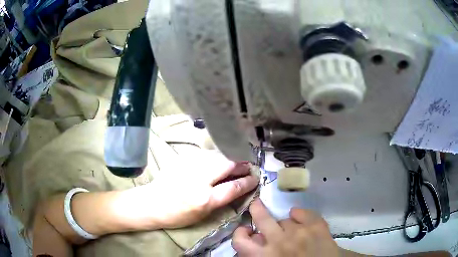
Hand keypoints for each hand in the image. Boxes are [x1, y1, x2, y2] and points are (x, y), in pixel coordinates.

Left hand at [146, 151, 258, 228]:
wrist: (152, 202)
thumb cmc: (178, 215)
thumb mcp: (203, 214)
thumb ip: (221, 200)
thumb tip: (237, 188)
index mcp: (205, 199)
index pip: (234, 187)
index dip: (248, 181)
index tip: (255, 178)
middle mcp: (199, 179)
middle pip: (228, 165)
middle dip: (241, 165)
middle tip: (248, 166)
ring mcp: (190, 165)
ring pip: (218, 156)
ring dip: (230, 158)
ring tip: (236, 162)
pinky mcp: (183, 158)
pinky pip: (206, 154)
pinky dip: (216, 156)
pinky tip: (219, 160)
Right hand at [232, 199, 339, 256]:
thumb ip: (260, 254)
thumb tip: (256, 241)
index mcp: (264, 256)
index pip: (241, 241)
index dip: (241, 233)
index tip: (246, 231)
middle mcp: (278, 242)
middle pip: (262, 218)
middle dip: (257, 209)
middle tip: (256, 205)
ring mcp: (298, 232)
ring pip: (284, 219)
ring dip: (285, 224)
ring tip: (292, 230)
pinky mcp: (316, 226)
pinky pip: (302, 212)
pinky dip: (299, 214)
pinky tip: (299, 217)